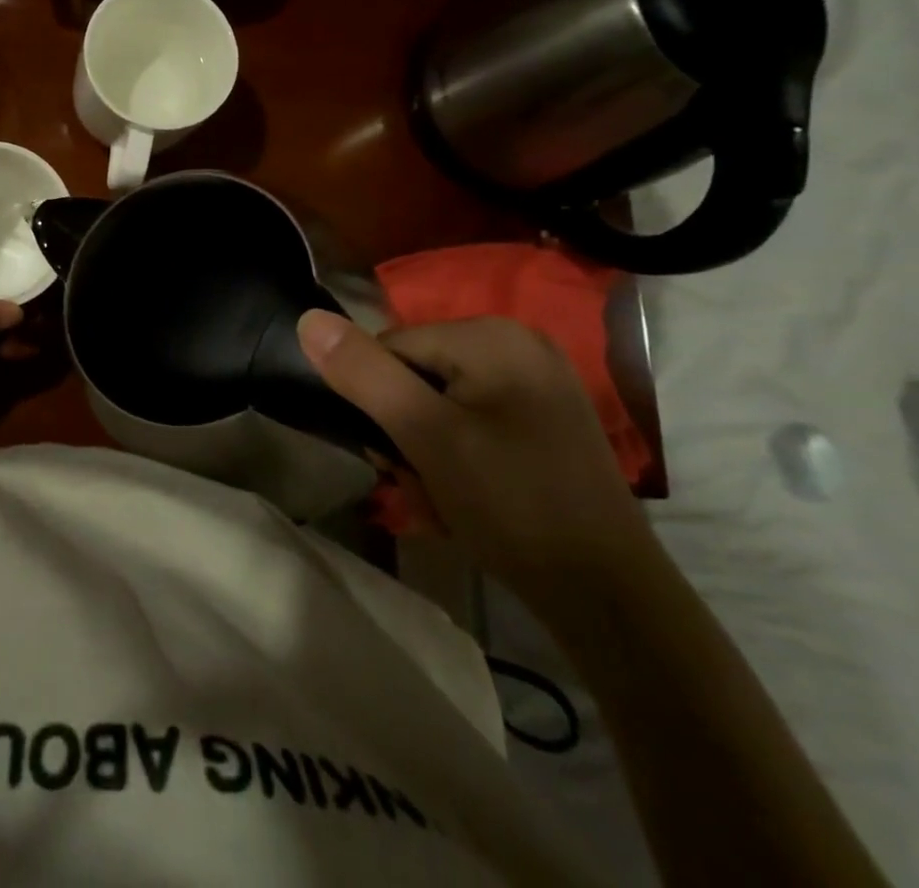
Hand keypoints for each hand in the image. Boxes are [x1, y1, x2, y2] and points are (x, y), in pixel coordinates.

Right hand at [297, 311, 656, 614]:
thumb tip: (309, 320)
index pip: (392, 347)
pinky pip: (474, 420)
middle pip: (417, 373)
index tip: (395, 457)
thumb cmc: (511, 506)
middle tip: (422, 484)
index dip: (378, 402)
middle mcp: (519, 343)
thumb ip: (364, 374)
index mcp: (492, 335)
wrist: (610, 599)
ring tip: (443, 498)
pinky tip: (469, 497)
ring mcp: (539, 381)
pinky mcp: (547, 417)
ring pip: (442, 401)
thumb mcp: (425, 436)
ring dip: (427, 449)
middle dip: (406, 431)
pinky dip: (459, 455)